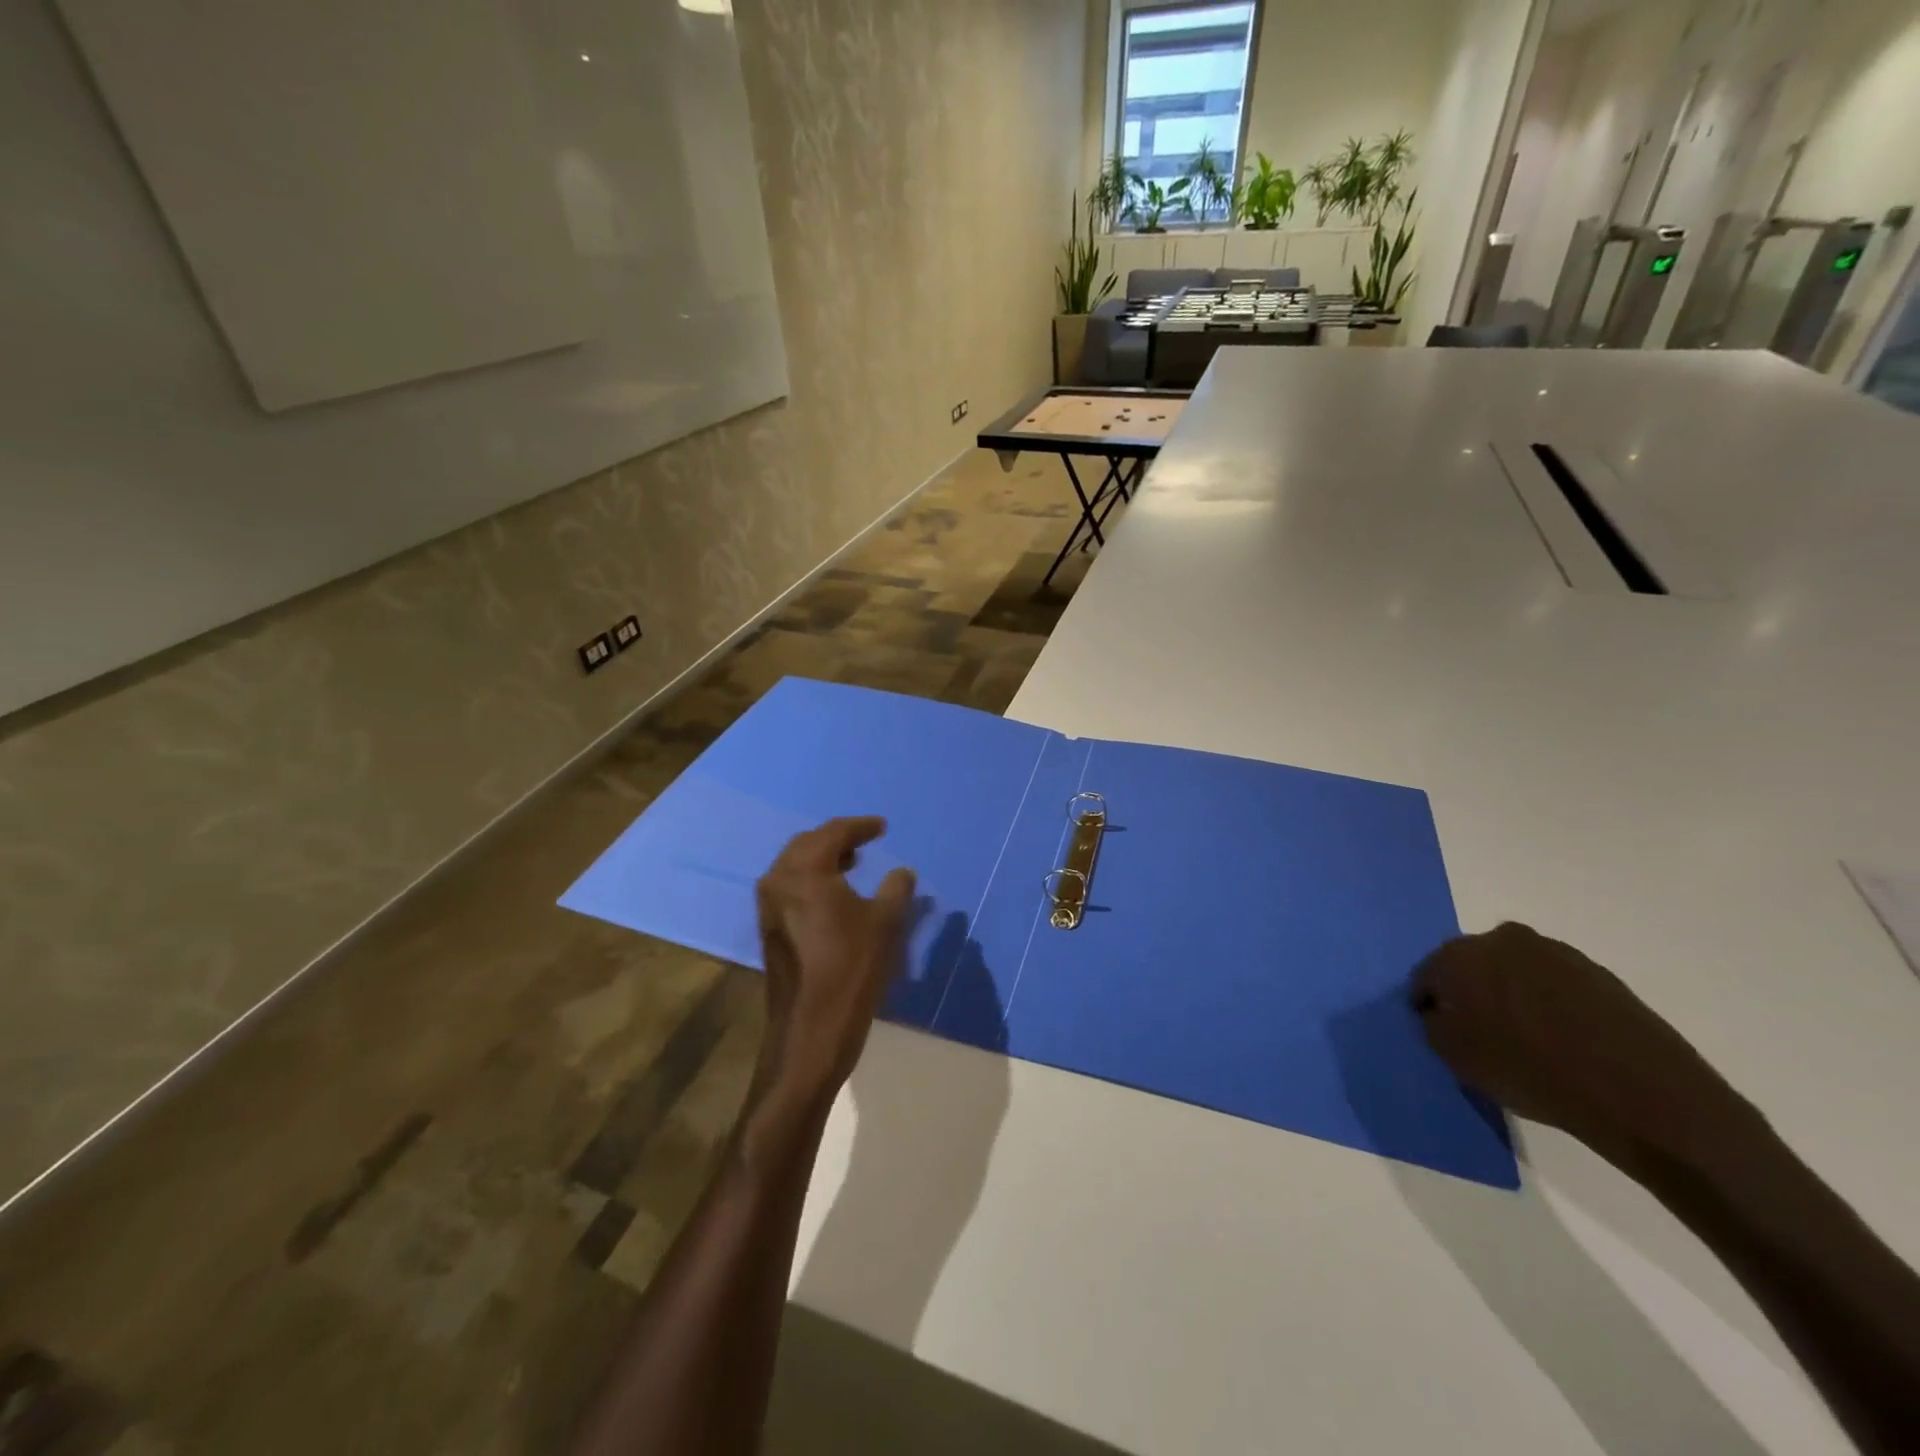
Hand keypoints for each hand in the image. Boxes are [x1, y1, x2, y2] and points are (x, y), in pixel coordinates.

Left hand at [754, 817, 916, 1100]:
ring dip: (823, 858)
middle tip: (866, 839)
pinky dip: (813, 878)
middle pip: (807, 844)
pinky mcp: (769, 929)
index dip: (861, 826)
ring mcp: (768, 907)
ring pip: (795, 865)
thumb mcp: (885, 923)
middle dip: (837, 838)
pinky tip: (835, 892)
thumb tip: (902, 872)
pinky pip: (790, 886)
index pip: (833, 833)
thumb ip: (897, 888)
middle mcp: (778, 881)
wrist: (811, 1032)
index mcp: (804, 872)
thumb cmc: (851, 970)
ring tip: (853, 862)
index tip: (883, 826)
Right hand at [1412, 922, 1757, 1168]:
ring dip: (1509, 993)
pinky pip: (1553, 983)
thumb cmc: (1534, 1072)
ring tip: (1523, 1035)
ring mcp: (1554, 951)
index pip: (1426, 976)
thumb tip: (1437, 1014)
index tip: (1436, 1028)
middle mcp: (1501, 940)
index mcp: (1460, 957)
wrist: (1644, 1094)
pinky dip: (1547, 1002)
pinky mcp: (1596, 971)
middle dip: (1468, 990)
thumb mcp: (1460, 1059)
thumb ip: (1434, 1027)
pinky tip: (1559, 1036)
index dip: (1426, 1003)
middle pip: (1469, 964)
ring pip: (1513, 970)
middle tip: (1477, 1028)